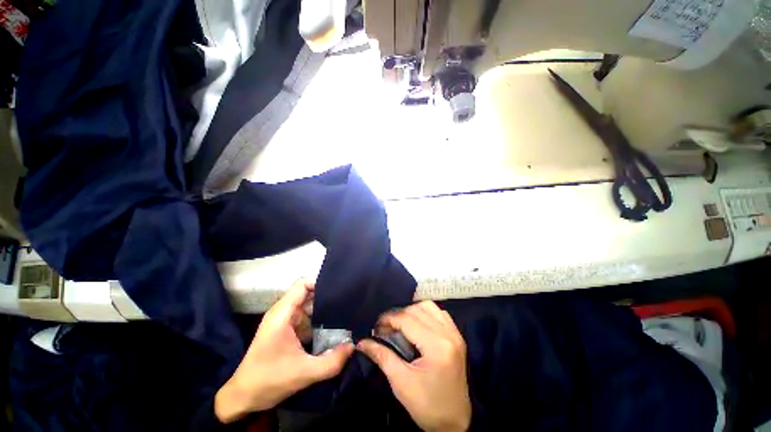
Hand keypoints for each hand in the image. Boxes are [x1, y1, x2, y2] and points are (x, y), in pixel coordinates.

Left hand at [215, 280, 353, 423]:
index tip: (340, 290)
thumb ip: (332, 361)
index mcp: (282, 314)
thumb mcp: (304, 374)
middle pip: (308, 293)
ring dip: (324, 310)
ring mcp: (284, 321)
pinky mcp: (286, 330)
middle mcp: (282, 312)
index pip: (303, 284)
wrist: (242, 398)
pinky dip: (318, 320)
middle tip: (348, 302)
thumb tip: (354, 345)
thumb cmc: (268, 381)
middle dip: (327, 297)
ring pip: (308, 306)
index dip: (321, 283)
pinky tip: (333, 327)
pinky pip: (305, 318)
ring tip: (345, 313)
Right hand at [358, 301, 470, 431]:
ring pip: (429, 307)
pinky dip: (425, 313)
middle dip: (398, 315)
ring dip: (412, 311)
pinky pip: (439, 313)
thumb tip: (362, 342)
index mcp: (436, 346)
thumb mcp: (401, 383)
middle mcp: (448, 334)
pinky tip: (418, 323)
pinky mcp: (457, 336)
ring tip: (401, 324)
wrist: (455, 422)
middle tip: (385, 327)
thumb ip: (382, 356)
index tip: (376, 326)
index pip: (407, 320)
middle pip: (417, 310)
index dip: (389, 319)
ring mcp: (455, 333)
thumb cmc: (427, 406)